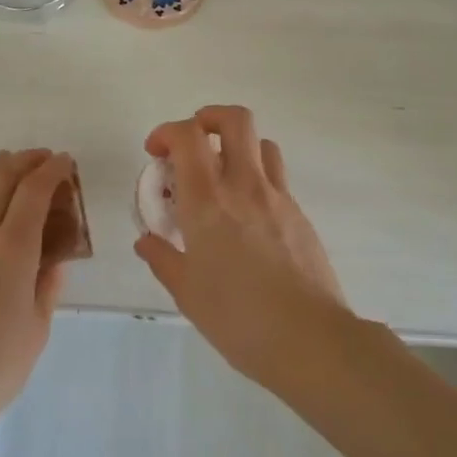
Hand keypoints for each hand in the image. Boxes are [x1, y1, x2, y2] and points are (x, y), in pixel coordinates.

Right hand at [133, 106, 351, 388]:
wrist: (309, 339)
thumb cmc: (238, 318)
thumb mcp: (187, 293)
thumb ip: (163, 259)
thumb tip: (147, 241)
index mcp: (207, 202)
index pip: (187, 137)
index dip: (167, 132)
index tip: (155, 153)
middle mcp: (244, 186)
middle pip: (233, 120)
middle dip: (207, 117)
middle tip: (192, 143)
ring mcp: (278, 197)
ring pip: (261, 143)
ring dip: (237, 146)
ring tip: (222, 175)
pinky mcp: (300, 214)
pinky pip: (276, 177)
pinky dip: (257, 178)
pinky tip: (248, 215)